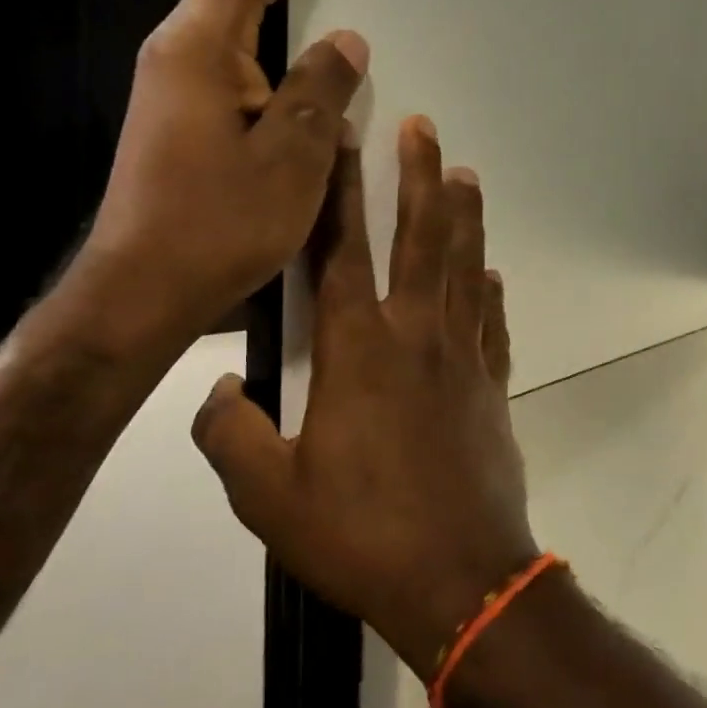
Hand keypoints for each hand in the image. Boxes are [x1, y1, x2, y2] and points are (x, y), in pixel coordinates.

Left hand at [63, 0, 368, 357]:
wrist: (140, 292)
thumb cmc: (215, 225)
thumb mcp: (289, 158)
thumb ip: (319, 91)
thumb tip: (345, 43)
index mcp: (200, 49)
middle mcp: (181, 55)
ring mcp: (178, 90)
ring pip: (241, 25)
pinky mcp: (185, 121)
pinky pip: (243, 66)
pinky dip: (278, 51)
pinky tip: (302, 63)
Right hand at [193, 117, 539, 678]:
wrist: (459, 580)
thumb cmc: (361, 536)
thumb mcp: (268, 497)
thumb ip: (229, 435)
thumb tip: (213, 389)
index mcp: (357, 351)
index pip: (341, 250)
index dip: (339, 191)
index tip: (346, 139)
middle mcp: (415, 336)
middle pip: (420, 238)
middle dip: (418, 176)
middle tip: (423, 127)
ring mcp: (462, 358)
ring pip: (465, 267)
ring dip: (464, 216)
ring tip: (464, 173)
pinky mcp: (492, 387)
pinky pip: (492, 324)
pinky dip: (491, 292)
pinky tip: (491, 272)